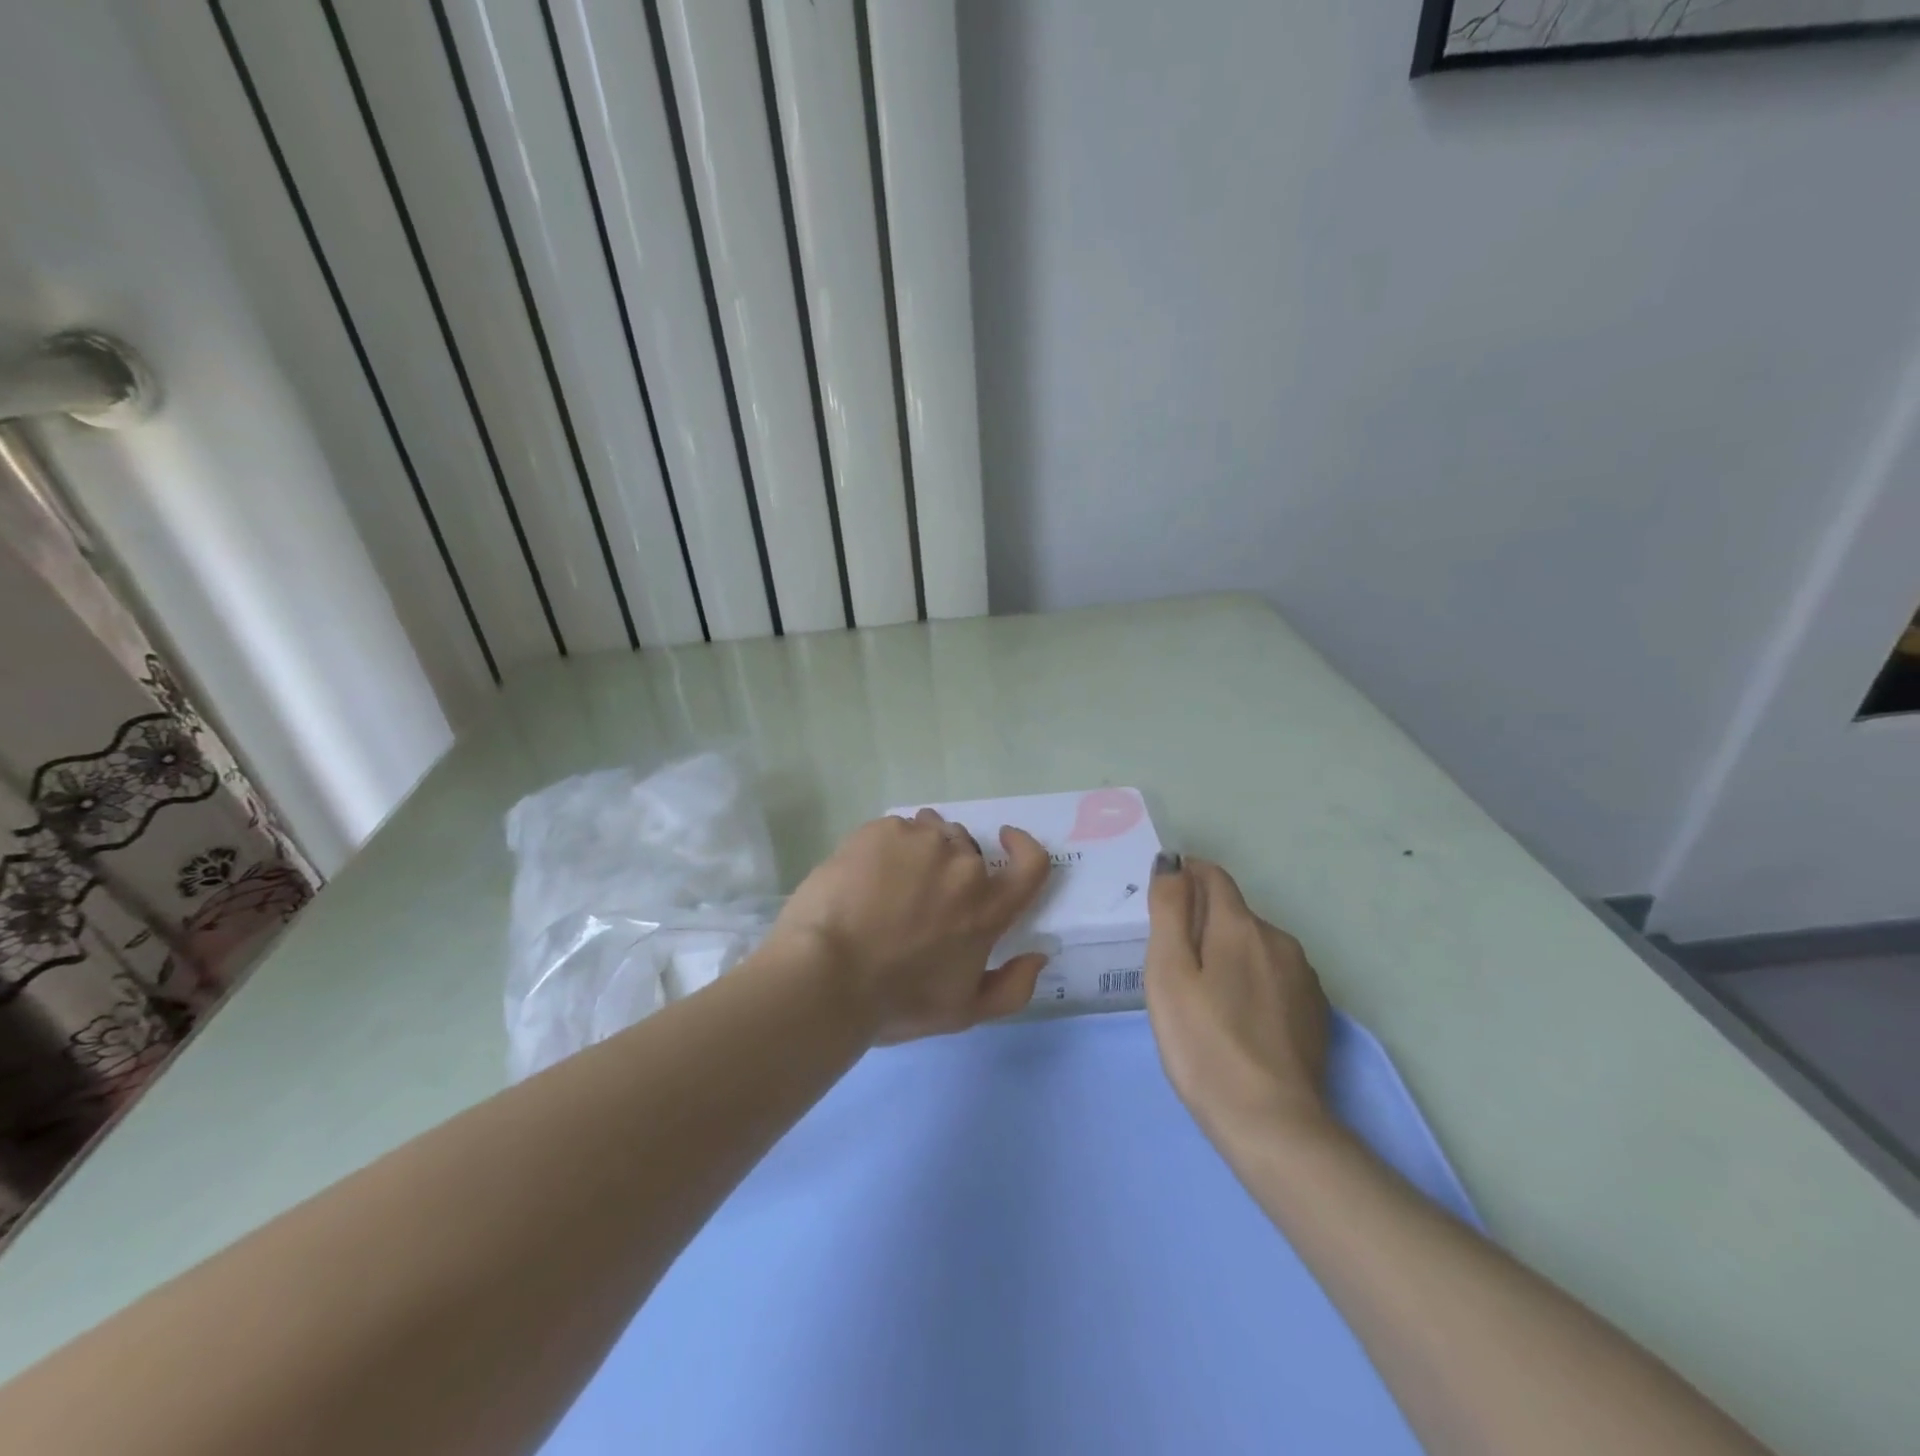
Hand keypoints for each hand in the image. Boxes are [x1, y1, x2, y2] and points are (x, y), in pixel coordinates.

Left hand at [765, 809, 1052, 1044]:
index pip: (1030, 864)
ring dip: (919, 851)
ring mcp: (921, 841)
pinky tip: (863, 875)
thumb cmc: (896, 1001)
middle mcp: (963, 866)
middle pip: (967, 849)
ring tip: (887, 882)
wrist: (826, 975)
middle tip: (918, 896)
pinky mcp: (881, 830)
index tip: (1006, 838)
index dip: (1024, 847)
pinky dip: (886, 847)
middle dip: (950, 866)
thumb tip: (1039, 956)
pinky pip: (894, 829)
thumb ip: (1012, 989)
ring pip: (930, 832)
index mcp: (988, 908)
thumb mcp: (963, 1013)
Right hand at [1145, 855, 1331, 1146]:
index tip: (1163, 901)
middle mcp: (1279, 940)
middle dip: (1202, 921)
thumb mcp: (1168, 973)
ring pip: (1255, 945)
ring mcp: (1303, 977)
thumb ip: (1169, 910)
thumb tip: (1173, 862)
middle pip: (1233, 912)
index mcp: (1241, 926)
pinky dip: (1251, 980)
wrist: (1272, 1125)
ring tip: (1204, 996)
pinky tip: (1237, 1020)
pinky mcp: (1315, 1012)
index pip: (1213, 876)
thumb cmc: (1204, 1044)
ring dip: (1228, 952)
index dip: (1186, 876)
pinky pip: (1275, 975)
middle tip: (1173, 964)